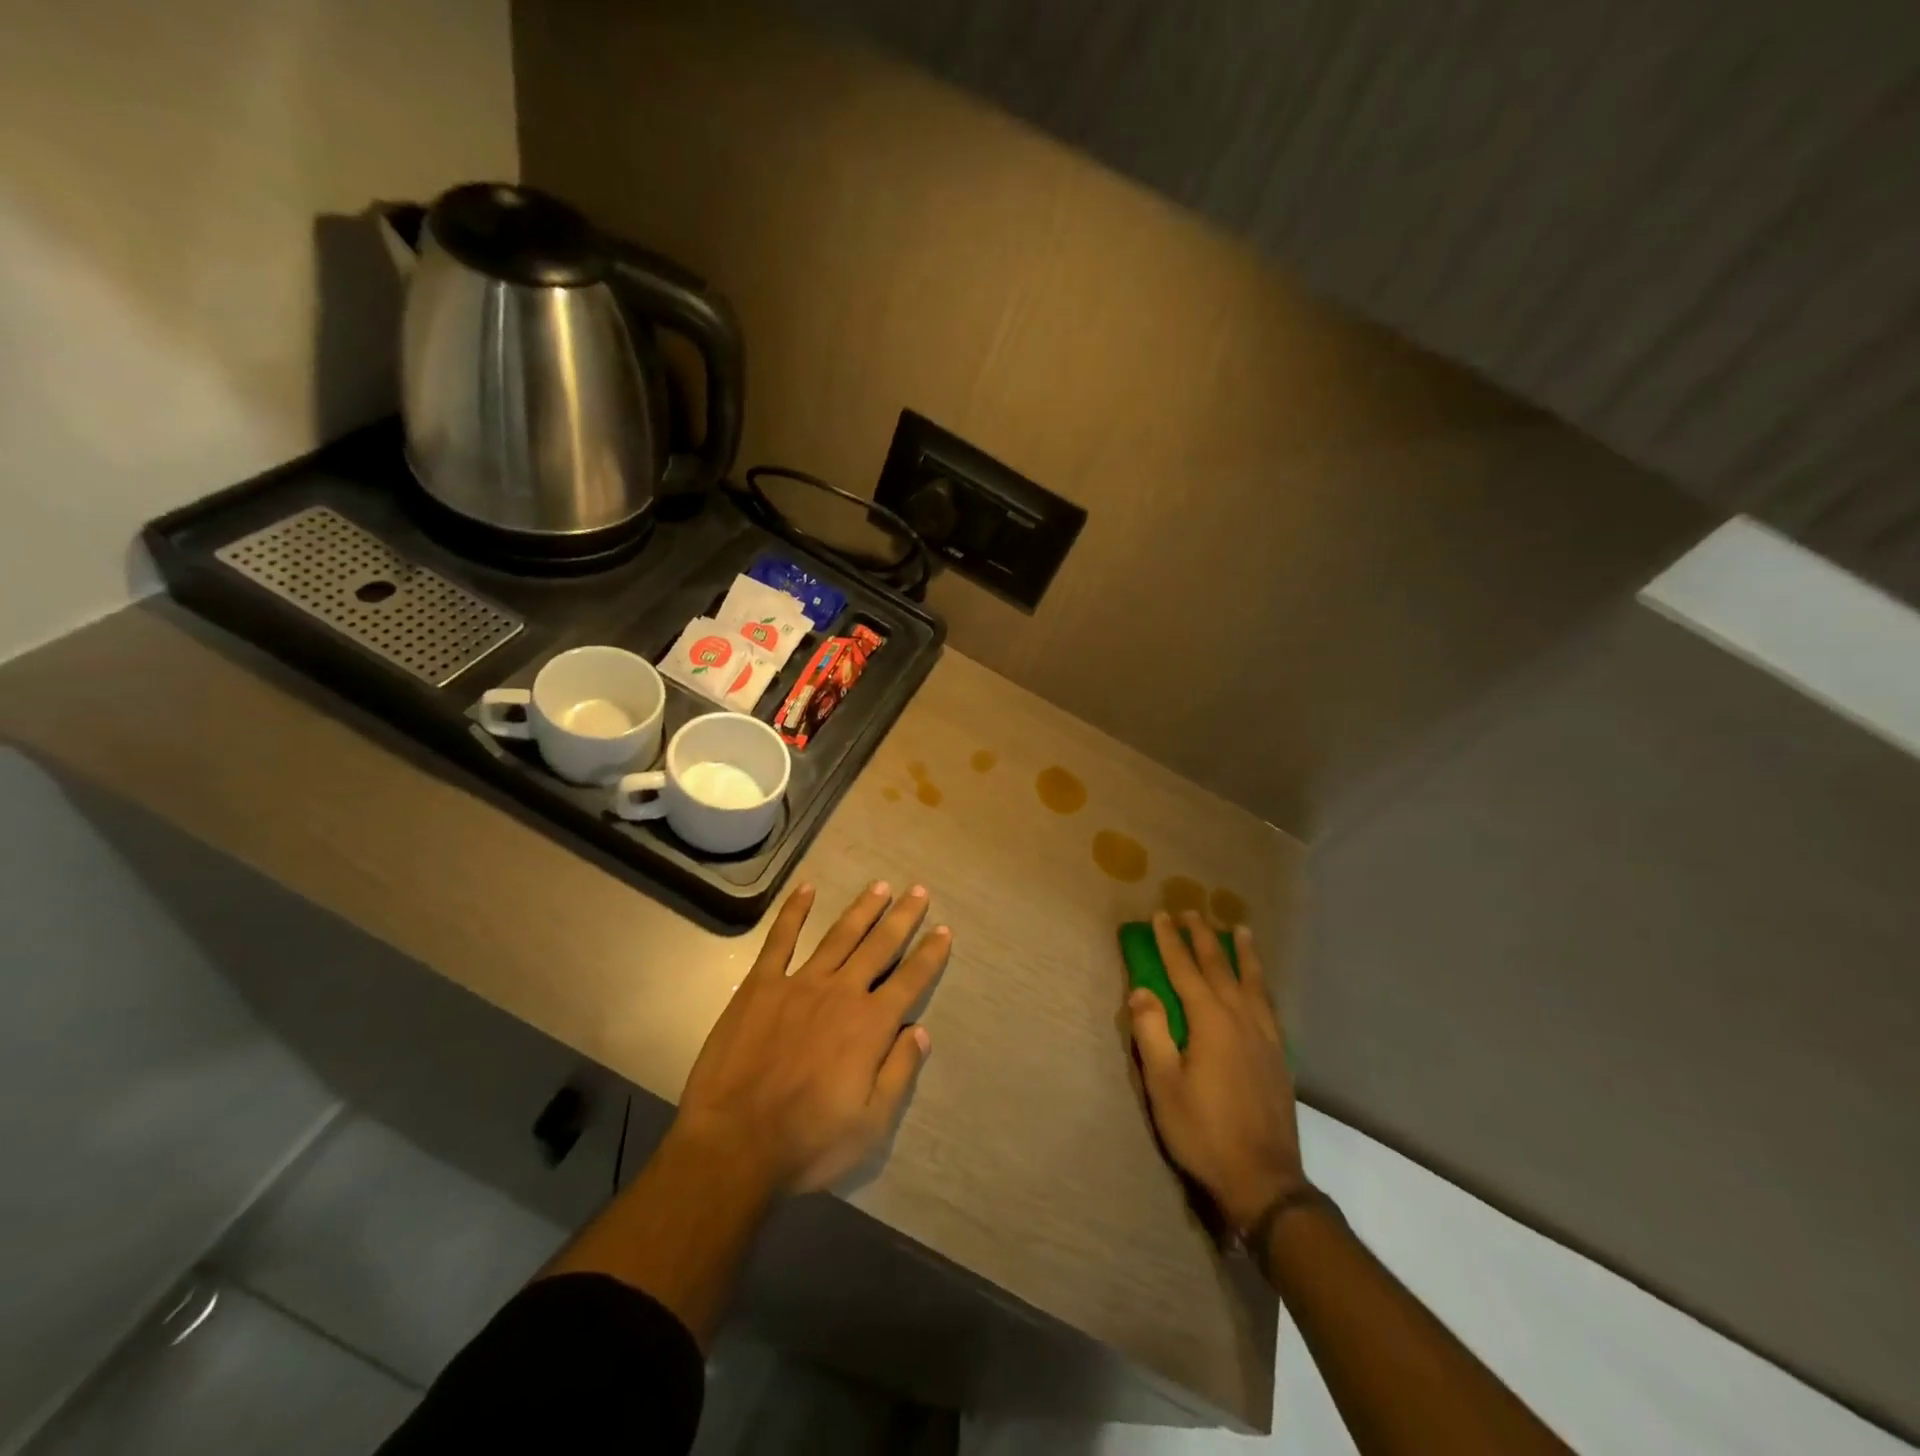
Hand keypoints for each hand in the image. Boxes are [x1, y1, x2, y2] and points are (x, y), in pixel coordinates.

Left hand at [672, 881, 948, 1194]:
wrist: (733, 1145)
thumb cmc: (807, 1141)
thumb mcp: (870, 1125)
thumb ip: (899, 1073)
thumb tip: (920, 1031)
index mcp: (870, 1025)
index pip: (910, 980)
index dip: (930, 954)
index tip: (943, 930)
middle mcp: (841, 993)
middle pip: (879, 946)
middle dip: (902, 918)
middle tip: (918, 890)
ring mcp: (799, 983)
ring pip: (839, 935)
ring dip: (862, 909)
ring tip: (880, 886)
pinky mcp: (760, 985)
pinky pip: (780, 939)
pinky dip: (794, 911)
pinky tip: (806, 889)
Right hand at [1126, 910, 1303, 1231]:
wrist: (1264, 1180)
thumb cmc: (1204, 1132)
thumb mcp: (1164, 1086)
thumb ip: (1152, 1033)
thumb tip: (1140, 990)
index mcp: (1211, 1022)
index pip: (1185, 970)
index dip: (1171, 942)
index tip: (1160, 916)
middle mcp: (1241, 1019)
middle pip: (1221, 967)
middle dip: (1204, 937)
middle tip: (1192, 912)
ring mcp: (1265, 1037)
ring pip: (1253, 982)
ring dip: (1242, 953)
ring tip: (1240, 930)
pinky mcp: (1279, 1056)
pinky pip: (1269, 1004)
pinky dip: (1261, 983)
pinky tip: (1260, 984)